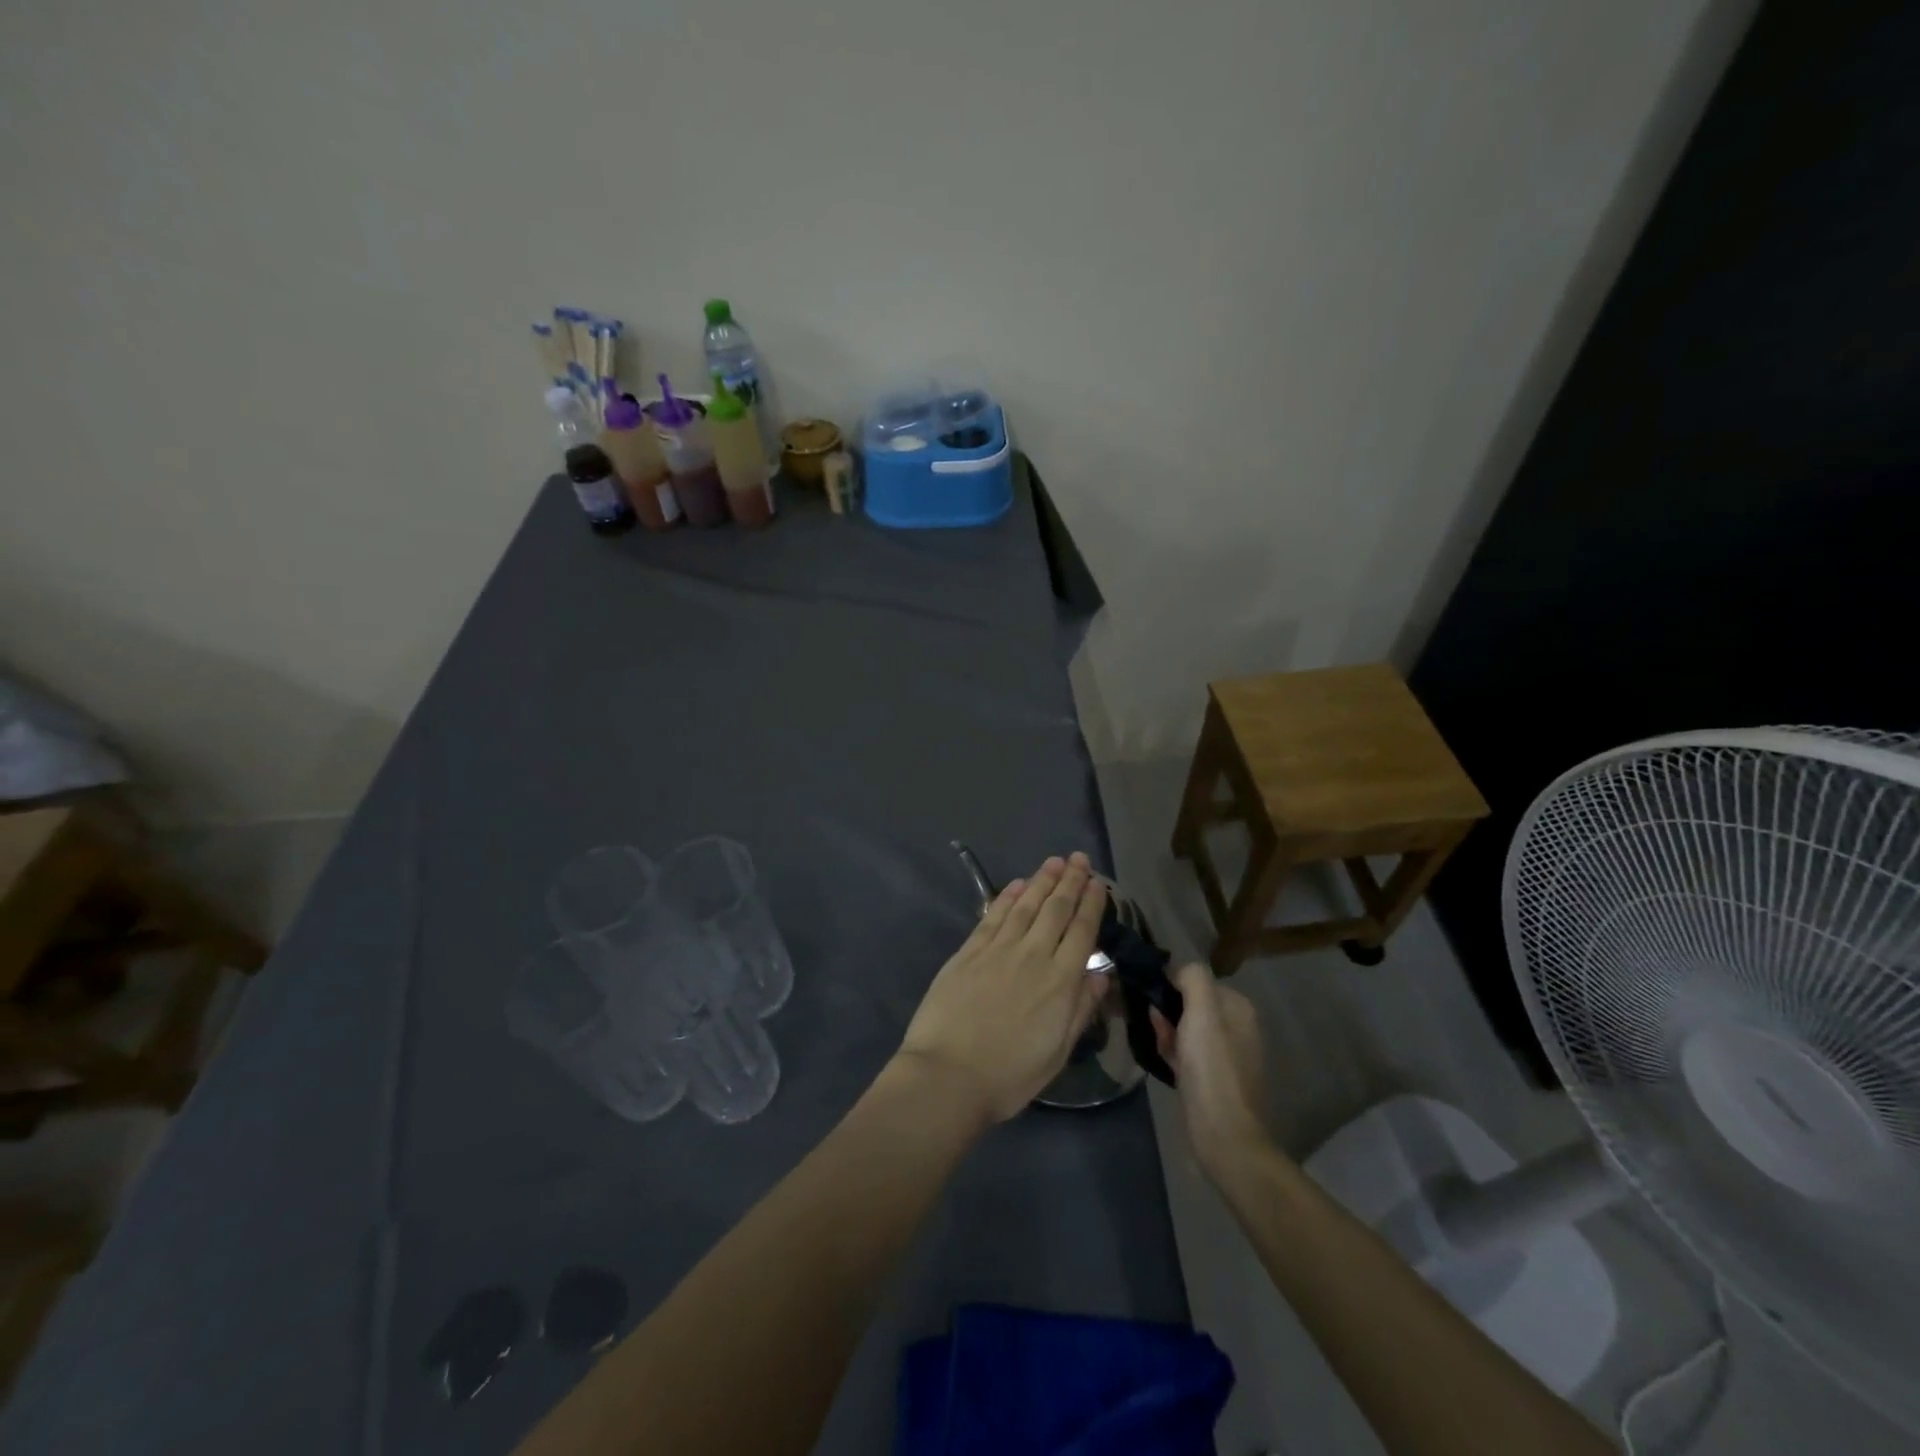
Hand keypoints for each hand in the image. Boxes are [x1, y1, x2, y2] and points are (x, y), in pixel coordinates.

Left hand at [897, 853, 1108, 1123]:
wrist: (948, 1075)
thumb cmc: (1009, 1075)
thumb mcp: (1057, 1052)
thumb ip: (1080, 1009)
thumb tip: (1101, 974)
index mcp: (1060, 981)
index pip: (1082, 931)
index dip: (1091, 904)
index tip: (1099, 883)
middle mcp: (1032, 955)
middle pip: (1056, 909)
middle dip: (1070, 881)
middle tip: (1079, 858)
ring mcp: (998, 949)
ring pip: (1025, 905)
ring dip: (1042, 880)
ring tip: (1053, 861)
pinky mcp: (969, 951)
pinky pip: (992, 916)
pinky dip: (1007, 896)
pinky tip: (1017, 884)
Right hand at [1151, 962, 1271, 1175]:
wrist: (1223, 1135)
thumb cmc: (1211, 1068)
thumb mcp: (1202, 1011)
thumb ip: (1192, 978)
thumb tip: (1176, 971)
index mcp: (1239, 1008)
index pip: (1196, 980)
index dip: (1171, 986)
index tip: (1152, 1000)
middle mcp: (1237, 1028)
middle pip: (1190, 1005)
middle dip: (1167, 1011)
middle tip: (1152, 1025)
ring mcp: (1227, 1056)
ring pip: (1186, 1030)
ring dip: (1167, 1032)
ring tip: (1155, 1044)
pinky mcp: (1214, 1081)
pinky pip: (1188, 1055)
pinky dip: (1173, 1053)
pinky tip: (1162, 1061)